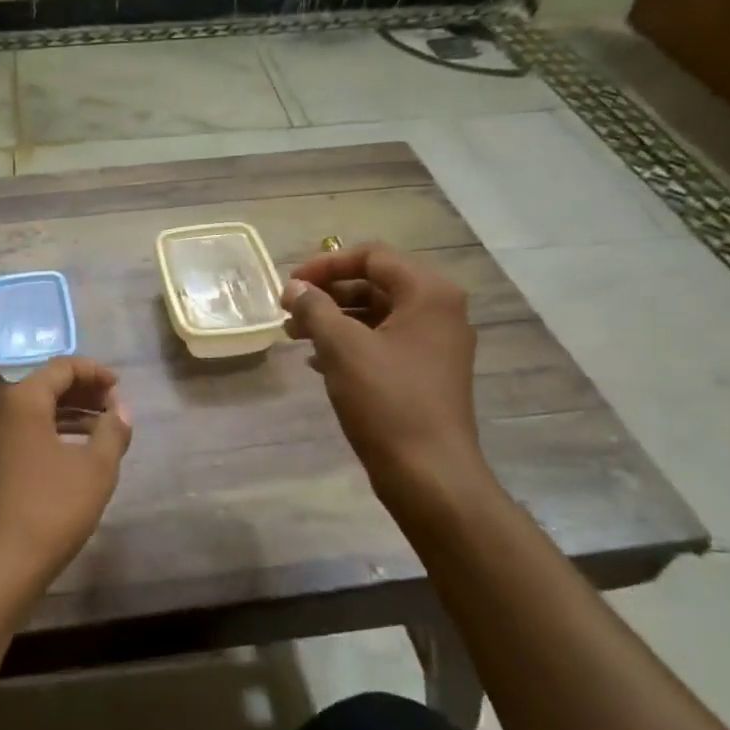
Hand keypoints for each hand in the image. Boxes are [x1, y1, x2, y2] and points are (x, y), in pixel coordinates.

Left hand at [0, 357, 132, 617]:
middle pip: (42, 387)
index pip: (60, 367)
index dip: (94, 372)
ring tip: (101, 431)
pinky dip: (49, 435)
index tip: (119, 387)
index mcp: (20, 402)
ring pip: (31, 414)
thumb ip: (113, 430)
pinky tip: (72, 455)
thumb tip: (120, 408)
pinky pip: (21, 436)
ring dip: (67, 415)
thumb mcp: (96, 468)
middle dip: (81, 393)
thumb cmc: (50, 509)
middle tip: (114, 406)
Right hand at [281, 243, 486, 502]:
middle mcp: (440, 310)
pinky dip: (351, 344)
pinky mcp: (427, 373)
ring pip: (377, 315)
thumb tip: (294, 288)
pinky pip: (384, 342)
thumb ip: (315, 309)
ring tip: (295, 336)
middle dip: (328, 294)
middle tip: (289, 312)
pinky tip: (318, 362)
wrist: (429, 474)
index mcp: (428, 293)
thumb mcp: (342, 348)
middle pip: (376, 283)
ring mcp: (436, 344)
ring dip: (335, 320)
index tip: (289, 285)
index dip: (325, 265)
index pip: (372, 256)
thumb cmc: (387, 401)